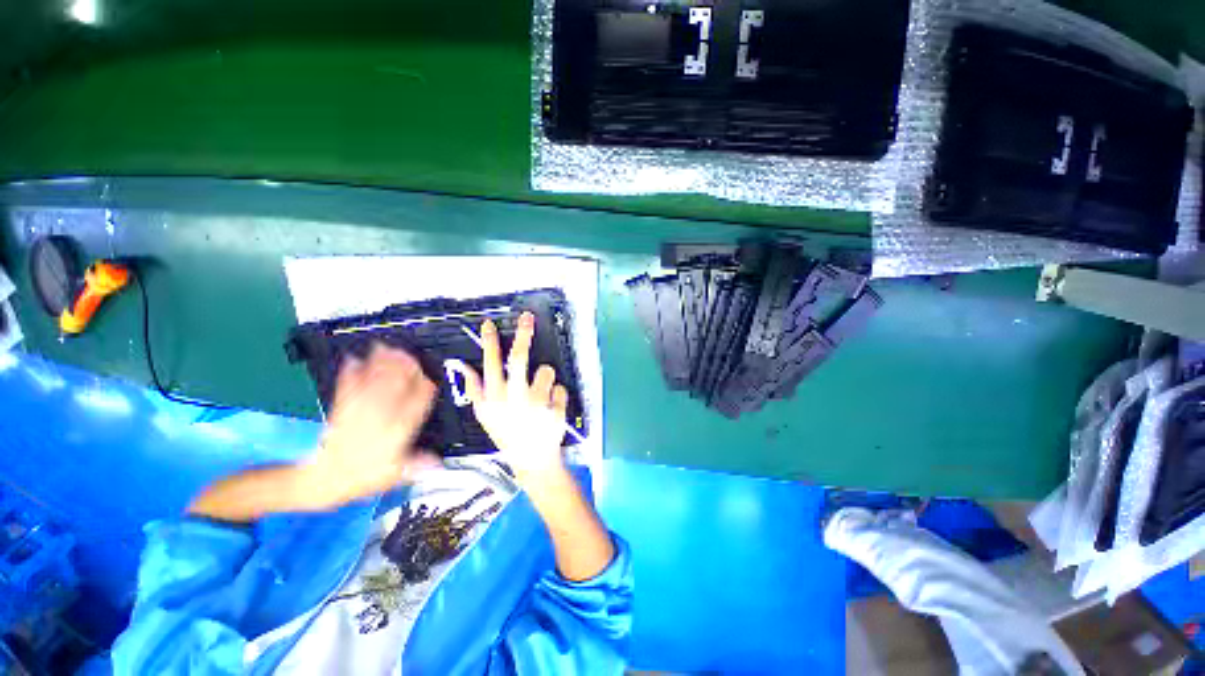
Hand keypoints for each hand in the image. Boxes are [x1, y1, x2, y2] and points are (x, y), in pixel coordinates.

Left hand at [309, 343, 440, 505]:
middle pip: (394, 387)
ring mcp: (358, 411)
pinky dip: (349, 372)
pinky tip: (353, 359)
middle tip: (409, 353)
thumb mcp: (394, 476)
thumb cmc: (362, 477)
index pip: (415, 405)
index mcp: (396, 431)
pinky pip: (346, 388)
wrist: (322, 480)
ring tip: (385, 347)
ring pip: (372, 383)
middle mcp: (378, 417)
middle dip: (402, 368)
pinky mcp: (340, 410)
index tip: (430, 379)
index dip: (424, 389)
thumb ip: (416, 465)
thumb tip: (438, 462)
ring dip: (378, 364)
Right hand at [449, 312, 569, 486]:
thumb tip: (463, 365)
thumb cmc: (507, 434)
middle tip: (528, 317)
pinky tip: (550, 408)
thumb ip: (474, 388)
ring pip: (547, 371)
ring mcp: (537, 403)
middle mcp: (514, 397)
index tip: (489, 324)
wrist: (532, 459)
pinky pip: (561, 388)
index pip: (490, 362)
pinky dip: (557, 394)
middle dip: (523, 334)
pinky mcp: (556, 408)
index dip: (489, 341)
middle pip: (519, 357)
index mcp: (495, 397)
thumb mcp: (484, 415)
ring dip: (546, 378)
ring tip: (540, 395)